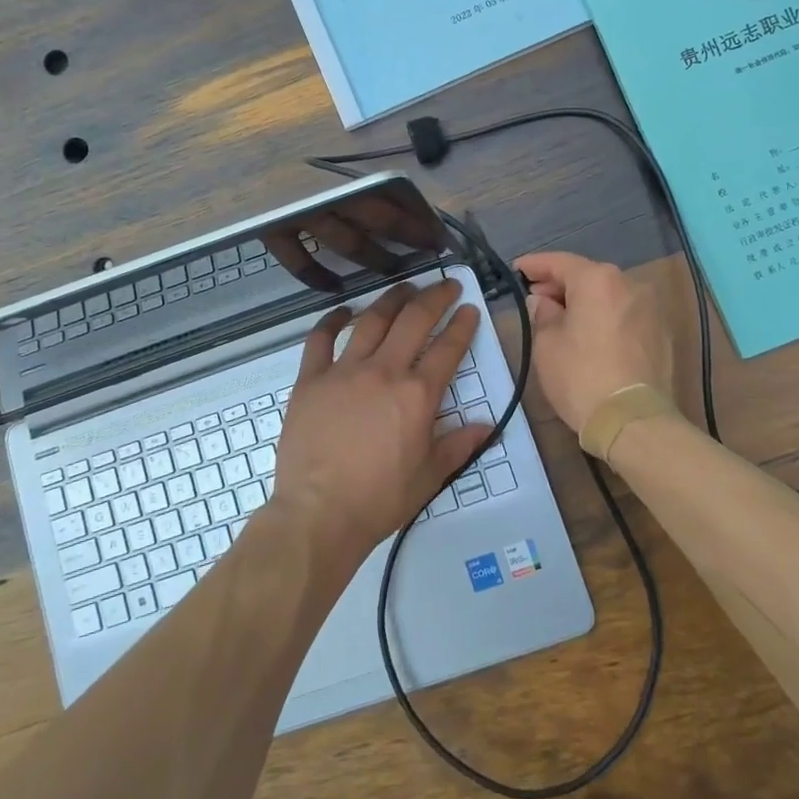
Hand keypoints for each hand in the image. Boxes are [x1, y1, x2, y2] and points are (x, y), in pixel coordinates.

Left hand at [270, 279, 489, 563]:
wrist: (319, 514)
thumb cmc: (379, 500)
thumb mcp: (430, 477)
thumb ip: (458, 444)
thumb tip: (487, 425)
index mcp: (417, 395)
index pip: (448, 348)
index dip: (462, 325)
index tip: (469, 308)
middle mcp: (384, 372)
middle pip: (414, 321)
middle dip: (434, 297)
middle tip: (446, 284)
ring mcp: (344, 371)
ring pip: (372, 320)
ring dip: (391, 299)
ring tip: (404, 287)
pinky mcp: (311, 379)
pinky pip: (320, 339)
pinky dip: (332, 320)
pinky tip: (344, 311)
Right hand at [513, 252, 673, 433]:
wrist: (634, 422)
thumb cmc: (581, 377)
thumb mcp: (547, 345)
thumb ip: (542, 314)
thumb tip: (543, 302)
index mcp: (597, 280)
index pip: (560, 262)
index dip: (534, 265)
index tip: (516, 270)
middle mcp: (628, 284)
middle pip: (587, 276)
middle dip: (560, 285)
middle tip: (536, 298)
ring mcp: (651, 308)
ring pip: (608, 295)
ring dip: (585, 302)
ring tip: (562, 319)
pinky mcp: (662, 333)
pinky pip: (625, 314)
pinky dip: (605, 317)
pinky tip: (590, 335)